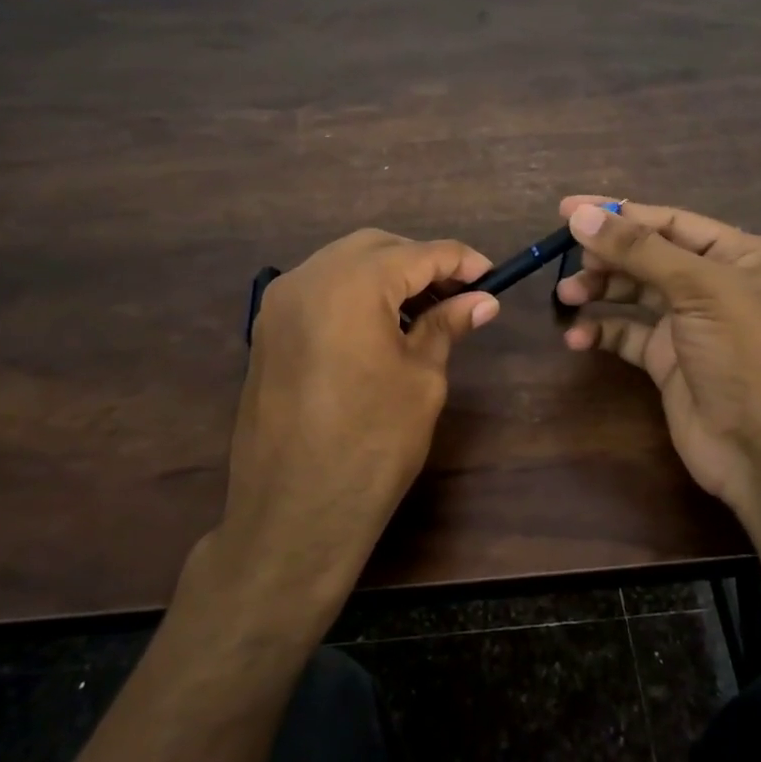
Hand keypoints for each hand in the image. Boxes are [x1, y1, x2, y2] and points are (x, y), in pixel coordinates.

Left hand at [220, 230, 499, 608]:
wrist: (294, 513)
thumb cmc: (372, 445)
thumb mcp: (422, 379)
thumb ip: (446, 326)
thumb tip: (481, 300)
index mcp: (351, 283)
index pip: (419, 253)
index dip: (462, 261)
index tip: (494, 276)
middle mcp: (307, 278)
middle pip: (376, 248)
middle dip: (421, 263)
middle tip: (460, 295)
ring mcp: (278, 304)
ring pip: (342, 265)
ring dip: (386, 277)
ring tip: (424, 311)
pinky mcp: (266, 332)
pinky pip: (319, 292)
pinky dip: (354, 295)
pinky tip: (381, 327)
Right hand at [555, 197, 760, 530]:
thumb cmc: (746, 354)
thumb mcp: (699, 290)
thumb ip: (639, 250)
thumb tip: (580, 216)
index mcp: (743, 256)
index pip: (672, 223)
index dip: (620, 214)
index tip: (568, 210)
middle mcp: (719, 285)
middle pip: (651, 257)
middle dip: (608, 256)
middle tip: (568, 260)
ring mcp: (693, 326)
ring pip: (636, 295)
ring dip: (600, 292)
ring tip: (566, 296)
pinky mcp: (671, 363)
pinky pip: (629, 336)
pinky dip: (602, 332)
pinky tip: (577, 338)